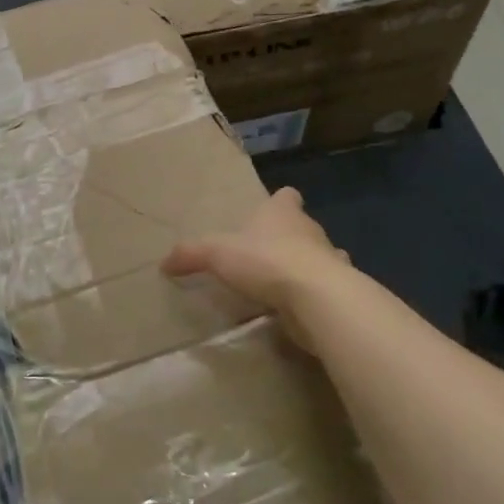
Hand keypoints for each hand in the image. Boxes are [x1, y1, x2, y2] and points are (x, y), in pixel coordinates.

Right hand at [162, 187, 351, 343]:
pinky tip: (301, 307)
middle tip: (266, 253)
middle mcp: (310, 231)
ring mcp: (330, 261)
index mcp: (283, 212)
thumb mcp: (217, 253)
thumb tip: (164, 262)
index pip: (287, 196)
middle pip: (302, 227)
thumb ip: (191, 255)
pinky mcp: (339, 292)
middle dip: (289, 237)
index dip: (280, 202)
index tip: (271, 210)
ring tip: (285, 282)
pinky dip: (316, 296)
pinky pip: (326, 289)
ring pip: (320, 257)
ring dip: (307, 266)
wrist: (317, 298)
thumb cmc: (266, 260)